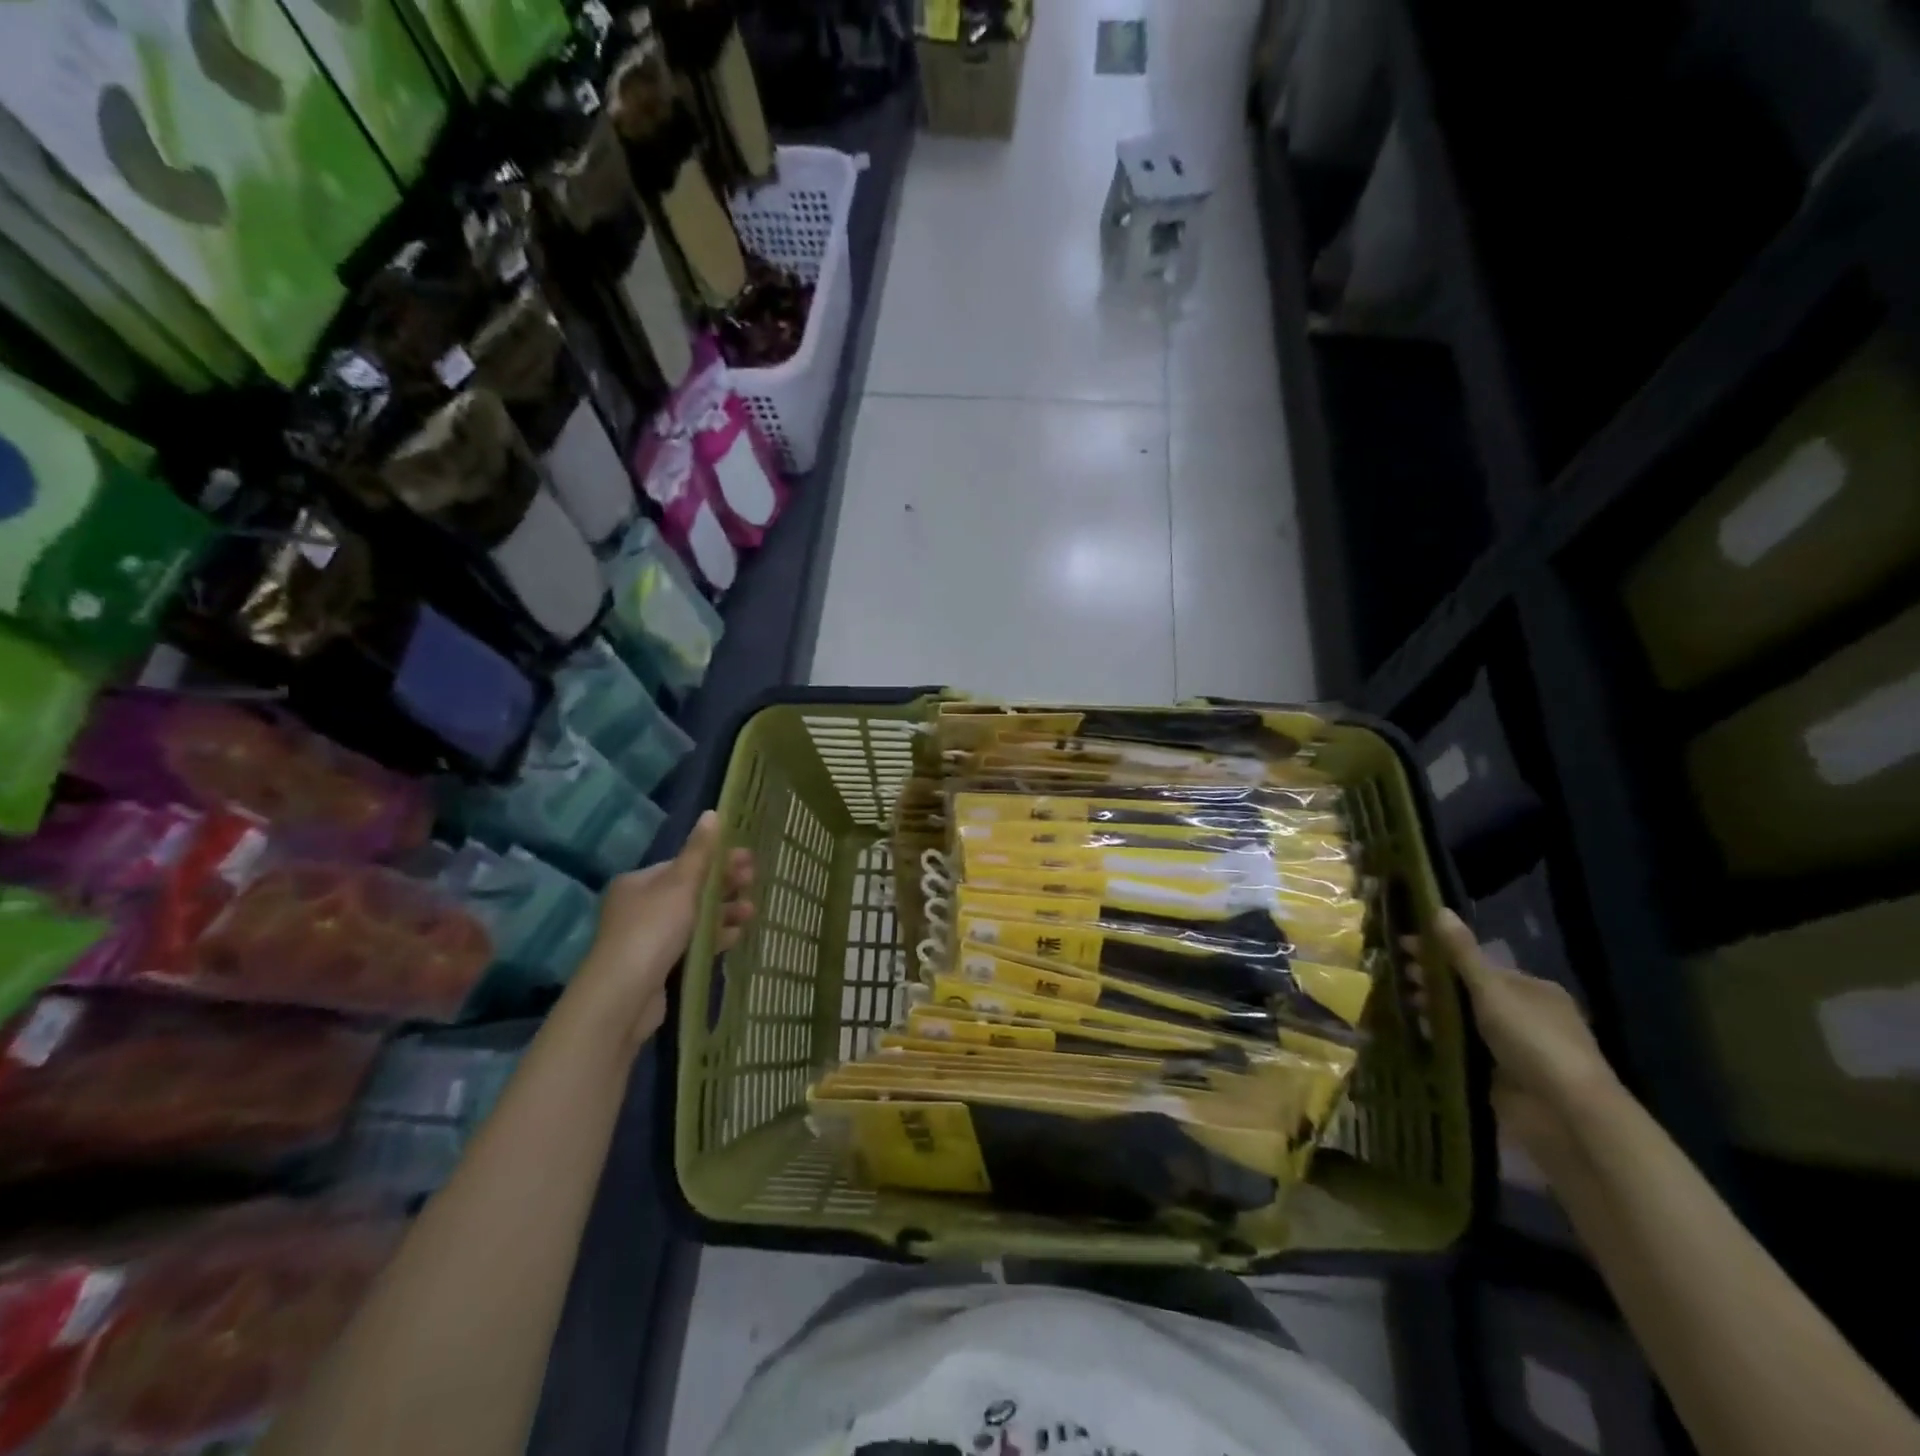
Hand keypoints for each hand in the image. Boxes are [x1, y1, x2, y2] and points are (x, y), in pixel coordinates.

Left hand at [580, 812, 754, 1046]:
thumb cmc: (652, 929)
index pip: (683, 865)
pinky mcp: (660, 966)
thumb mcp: (680, 884)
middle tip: (754, 883)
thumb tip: (713, 813)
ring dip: (724, 912)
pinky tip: (736, 935)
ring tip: (751, 912)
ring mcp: (649, 939)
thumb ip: (700, 851)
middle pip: (691, 891)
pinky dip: (714, 937)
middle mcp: (641, 907)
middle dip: (724, 886)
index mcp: (639, 883)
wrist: (624, 996)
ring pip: (695, 919)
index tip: (748, 860)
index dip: (717, 860)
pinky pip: (693, 944)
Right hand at [1404, 909, 1619, 1160]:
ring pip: (1463, 1019)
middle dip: (1433, 981)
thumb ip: (1462, 953)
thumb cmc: (1532, 1040)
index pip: (1478, 964)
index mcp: (1532, 989)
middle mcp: (1525, 1015)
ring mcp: (1513, 1047)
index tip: (1403, 948)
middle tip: (1397, 976)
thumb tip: (1438, 908)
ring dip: (1433, 1010)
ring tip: (1400, 1004)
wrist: (1564, 1113)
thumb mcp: (1492, 989)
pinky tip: (1415, 1032)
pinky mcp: (1500, 1075)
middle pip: (1469, 990)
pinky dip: (1440, 1038)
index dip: (1440, 953)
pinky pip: (1462, 1047)